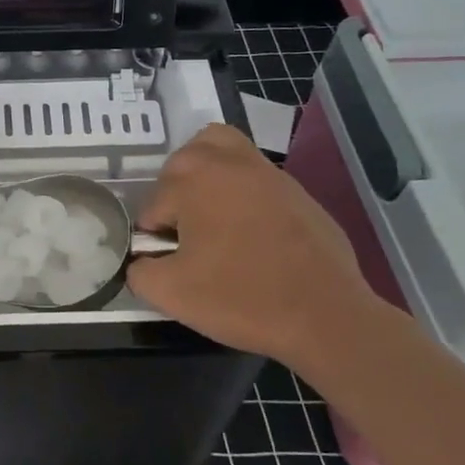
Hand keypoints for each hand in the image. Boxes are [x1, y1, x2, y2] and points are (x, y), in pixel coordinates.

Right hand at [126, 123, 380, 369]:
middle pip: (182, 163)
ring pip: (220, 148)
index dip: (154, 238)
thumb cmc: (240, 298)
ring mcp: (266, 171)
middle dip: (174, 196)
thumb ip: (139, 271)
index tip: (170, 264)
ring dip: (205, 173)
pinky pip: (254, 174)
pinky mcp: (295, 188)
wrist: (325, 315)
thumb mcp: (170, 294)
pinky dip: (241, 188)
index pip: (152, 205)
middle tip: (184, 238)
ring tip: (210, 212)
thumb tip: (141, 262)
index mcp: (192, 180)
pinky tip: (250, 231)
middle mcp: (227, 162)